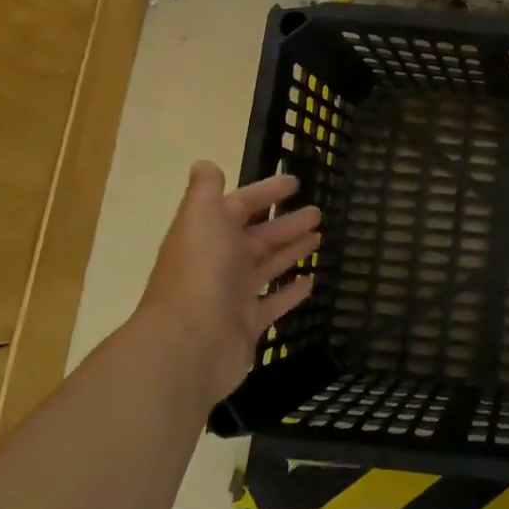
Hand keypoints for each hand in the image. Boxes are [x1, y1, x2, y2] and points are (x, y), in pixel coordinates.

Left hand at [137, 161, 319, 403]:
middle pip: (258, 237)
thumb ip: (205, 190)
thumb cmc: (200, 273)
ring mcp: (233, 296)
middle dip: (286, 223)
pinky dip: (291, 292)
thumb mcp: (201, 218)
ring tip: (319, 237)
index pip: (240, 206)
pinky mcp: (247, 325)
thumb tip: (204, 163)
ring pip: (268, 267)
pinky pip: (273, 304)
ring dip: (291, 251)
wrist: (189, 345)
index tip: (295, 182)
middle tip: (318, 212)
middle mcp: (220, 262)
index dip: (266, 192)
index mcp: (209, 234)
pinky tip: (311, 280)